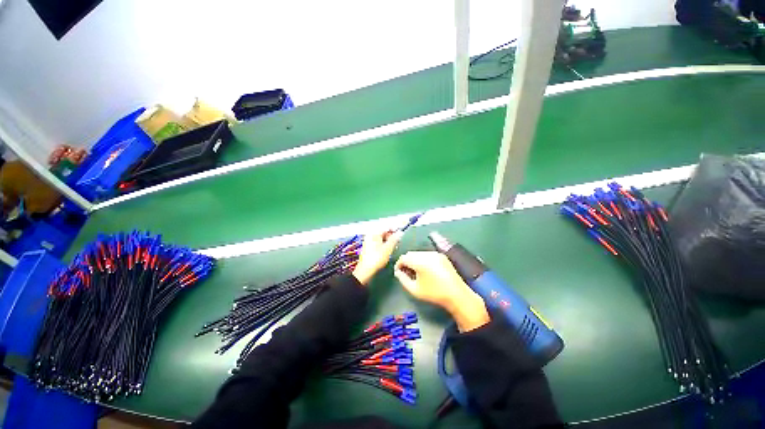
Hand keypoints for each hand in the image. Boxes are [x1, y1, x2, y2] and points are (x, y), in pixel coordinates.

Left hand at [352, 231, 402, 284]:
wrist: (365, 271)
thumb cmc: (377, 258)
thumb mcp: (388, 248)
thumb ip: (394, 239)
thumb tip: (400, 232)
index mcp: (374, 234)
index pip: (386, 227)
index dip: (395, 229)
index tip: (401, 233)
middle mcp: (370, 236)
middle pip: (383, 232)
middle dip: (392, 236)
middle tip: (398, 241)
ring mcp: (369, 242)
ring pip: (381, 238)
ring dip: (389, 241)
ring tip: (395, 246)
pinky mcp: (369, 248)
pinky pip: (378, 243)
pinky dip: (384, 245)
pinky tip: (389, 250)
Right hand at [394, 251, 489, 331]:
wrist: (456, 294)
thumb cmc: (434, 293)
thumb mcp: (414, 290)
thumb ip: (403, 279)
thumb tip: (398, 272)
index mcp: (420, 261)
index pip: (403, 258)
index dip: (398, 264)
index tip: (398, 272)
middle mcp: (427, 254)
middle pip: (411, 254)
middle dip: (406, 262)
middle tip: (406, 273)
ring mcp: (435, 253)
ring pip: (419, 253)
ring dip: (414, 260)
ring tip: (416, 272)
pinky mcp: (441, 255)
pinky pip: (427, 254)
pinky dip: (422, 259)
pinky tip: (425, 270)